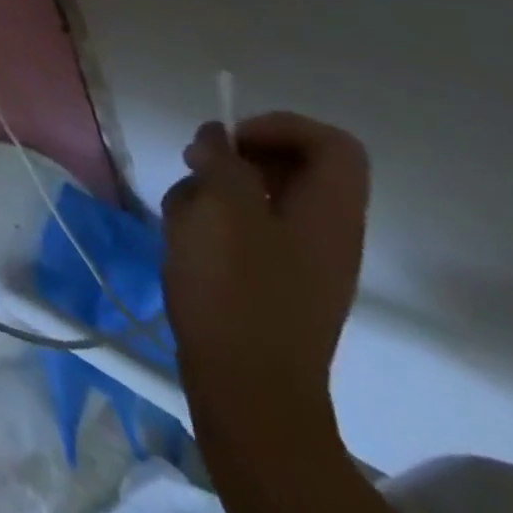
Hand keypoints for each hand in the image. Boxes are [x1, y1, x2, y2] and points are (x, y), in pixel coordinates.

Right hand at [161, 113, 369, 431]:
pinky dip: (211, 221)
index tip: (230, 142)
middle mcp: (324, 231)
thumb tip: (219, 139)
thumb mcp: (222, 208)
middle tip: (195, 167)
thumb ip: (223, 161)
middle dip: (233, 157)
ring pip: (257, 195)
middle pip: (290, 165)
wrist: (246, 386)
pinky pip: (245, 228)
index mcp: (329, 213)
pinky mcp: (271, 278)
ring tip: (182, 214)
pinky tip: (183, 240)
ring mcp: (299, 258)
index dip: (278, 126)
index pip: (330, 143)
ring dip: (212, 190)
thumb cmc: (236, 288)